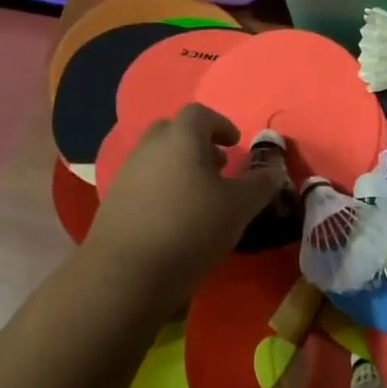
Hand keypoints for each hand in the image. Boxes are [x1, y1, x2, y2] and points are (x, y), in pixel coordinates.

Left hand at [84, 104, 290, 296]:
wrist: (126, 273)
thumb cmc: (191, 228)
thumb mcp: (239, 207)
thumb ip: (260, 184)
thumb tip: (273, 170)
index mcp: (181, 137)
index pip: (200, 114)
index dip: (221, 125)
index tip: (235, 144)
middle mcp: (150, 147)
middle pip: (174, 131)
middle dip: (197, 144)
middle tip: (217, 167)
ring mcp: (126, 173)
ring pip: (157, 158)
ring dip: (179, 168)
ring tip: (199, 198)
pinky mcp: (113, 201)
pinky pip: (143, 183)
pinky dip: (162, 190)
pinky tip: (175, 219)